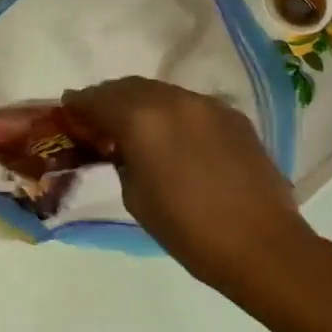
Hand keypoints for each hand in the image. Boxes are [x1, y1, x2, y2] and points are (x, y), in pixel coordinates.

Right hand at [62, 78, 319, 294]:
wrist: (261, 244)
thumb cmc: (188, 230)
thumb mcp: (136, 197)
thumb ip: (123, 160)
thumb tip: (122, 146)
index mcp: (143, 120)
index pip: (100, 99)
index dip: (80, 103)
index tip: (69, 108)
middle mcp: (174, 100)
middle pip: (131, 86)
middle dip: (110, 97)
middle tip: (98, 117)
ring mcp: (207, 104)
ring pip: (163, 91)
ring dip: (142, 102)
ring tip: (135, 124)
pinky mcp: (233, 115)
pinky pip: (191, 104)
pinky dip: (173, 112)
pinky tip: (174, 135)